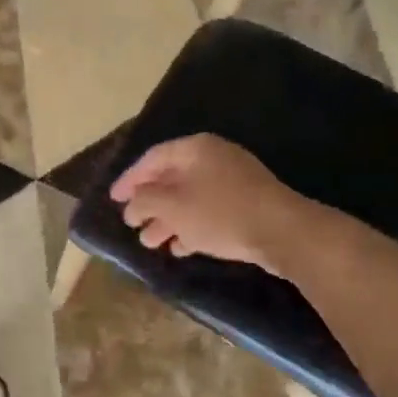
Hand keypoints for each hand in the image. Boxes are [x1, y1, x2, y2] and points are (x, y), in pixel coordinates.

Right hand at [109, 134, 294, 268]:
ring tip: (150, 243)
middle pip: (171, 179)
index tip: (114, 200)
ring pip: (190, 198)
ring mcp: (234, 181)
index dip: (129, 179)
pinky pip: (209, 212)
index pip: (152, 159)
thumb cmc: (220, 213)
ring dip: (167, 220)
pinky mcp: (247, 205)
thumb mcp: (172, 207)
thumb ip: (145, 201)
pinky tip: (179, 247)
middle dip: (149, 204)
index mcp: (195, 149)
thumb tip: (132, 203)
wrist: (283, 233)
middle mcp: (213, 158)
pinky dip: (191, 227)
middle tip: (131, 224)